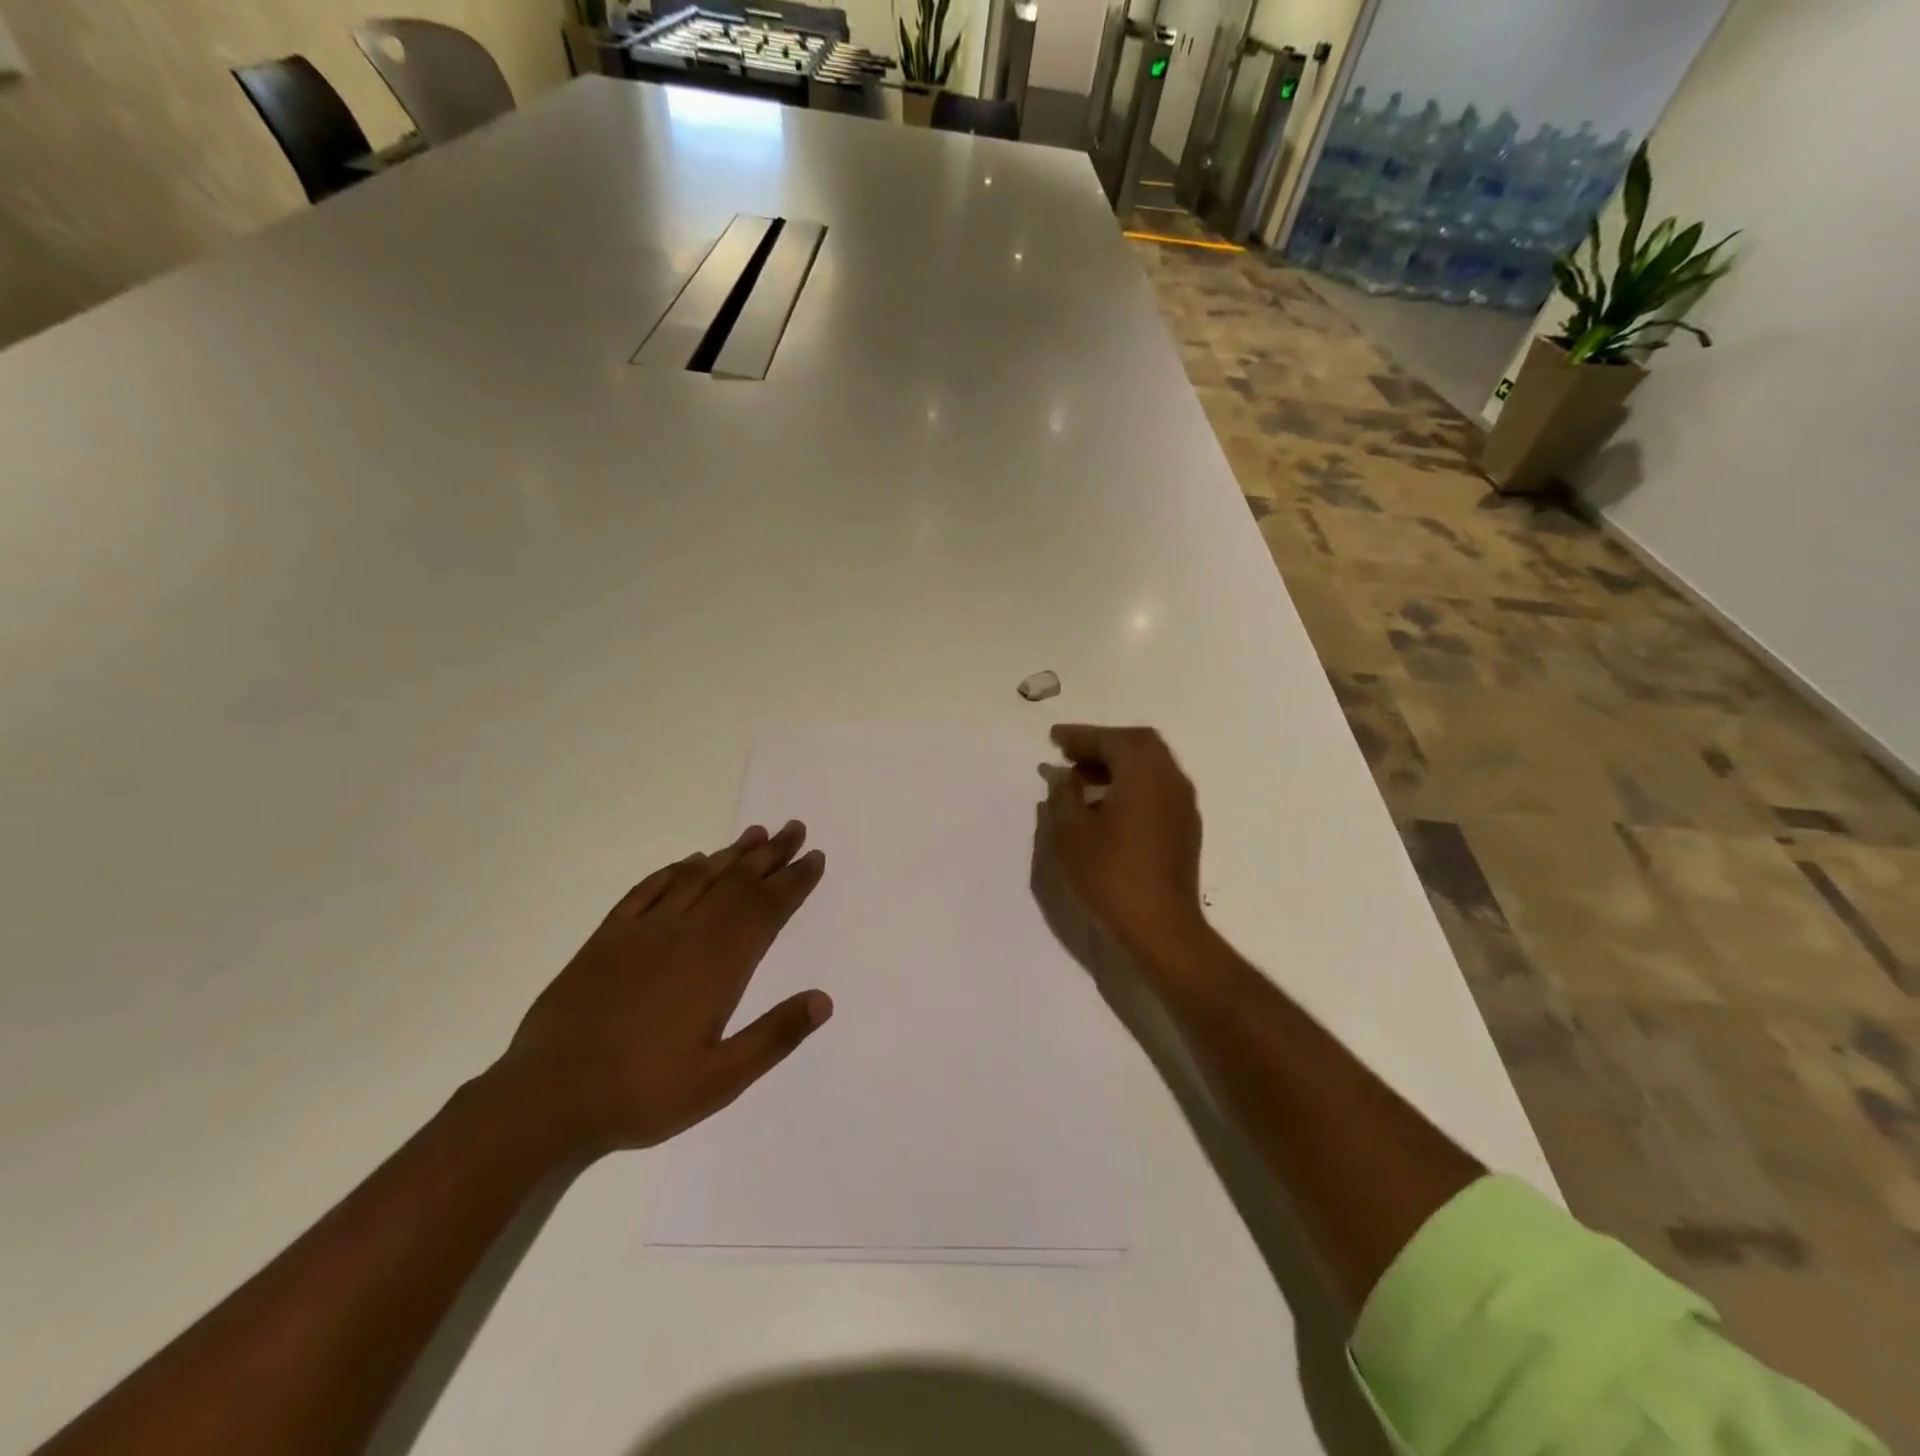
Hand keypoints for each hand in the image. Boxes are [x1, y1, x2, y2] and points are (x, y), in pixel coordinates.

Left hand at [491, 822, 832, 1156]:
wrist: (546, 1098)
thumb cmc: (642, 1093)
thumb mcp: (720, 1080)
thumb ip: (774, 1037)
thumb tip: (823, 999)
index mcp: (717, 966)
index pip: (766, 910)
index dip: (794, 882)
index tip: (815, 858)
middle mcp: (685, 935)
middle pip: (736, 883)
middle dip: (770, 854)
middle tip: (794, 828)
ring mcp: (643, 932)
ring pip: (696, 877)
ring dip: (730, 854)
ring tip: (755, 834)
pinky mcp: (607, 937)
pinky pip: (647, 890)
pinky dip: (674, 870)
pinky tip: (689, 861)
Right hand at [1040, 725, 1208, 960]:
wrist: (1161, 928)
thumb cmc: (1110, 875)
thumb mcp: (1070, 833)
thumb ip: (1062, 796)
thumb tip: (1062, 777)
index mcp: (1144, 773)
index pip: (1111, 739)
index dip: (1080, 736)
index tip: (1054, 738)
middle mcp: (1170, 780)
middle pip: (1138, 746)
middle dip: (1102, 745)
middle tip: (1070, 755)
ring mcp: (1182, 805)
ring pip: (1150, 768)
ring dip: (1117, 766)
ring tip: (1081, 781)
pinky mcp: (1185, 828)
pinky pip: (1157, 790)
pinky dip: (1131, 785)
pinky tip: (1106, 808)